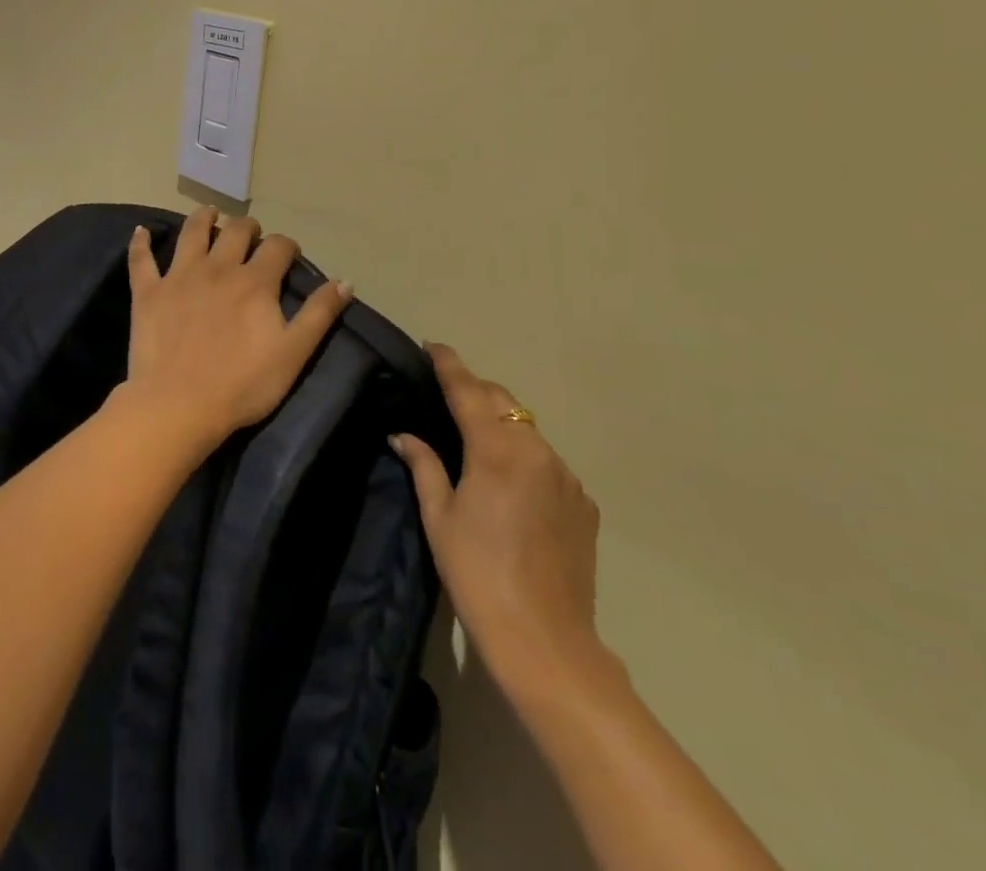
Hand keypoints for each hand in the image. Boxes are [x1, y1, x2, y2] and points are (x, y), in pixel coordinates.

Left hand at [122, 207, 352, 445]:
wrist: (179, 405)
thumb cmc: (242, 384)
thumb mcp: (293, 353)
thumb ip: (319, 314)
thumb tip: (346, 281)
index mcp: (255, 282)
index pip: (277, 247)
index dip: (286, 246)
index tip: (289, 255)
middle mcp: (218, 268)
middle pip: (235, 231)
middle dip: (248, 227)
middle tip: (250, 235)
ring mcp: (179, 276)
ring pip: (192, 233)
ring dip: (203, 218)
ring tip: (210, 214)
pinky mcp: (148, 292)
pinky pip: (142, 260)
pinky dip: (141, 243)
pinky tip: (142, 231)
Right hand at [392, 345, 612, 703]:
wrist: (546, 640)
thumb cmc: (477, 574)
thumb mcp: (439, 518)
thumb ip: (423, 465)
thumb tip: (402, 434)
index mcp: (496, 450)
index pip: (468, 390)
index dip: (449, 365)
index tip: (434, 346)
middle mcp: (536, 450)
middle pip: (503, 401)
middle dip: (476, 390)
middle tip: (448, 394)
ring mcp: (565, 476)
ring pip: (528, 429)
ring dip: (502, 423)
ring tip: (478, 440)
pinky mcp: (584, 503)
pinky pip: (548, 462)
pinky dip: (525, 456)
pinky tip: (511, 484)